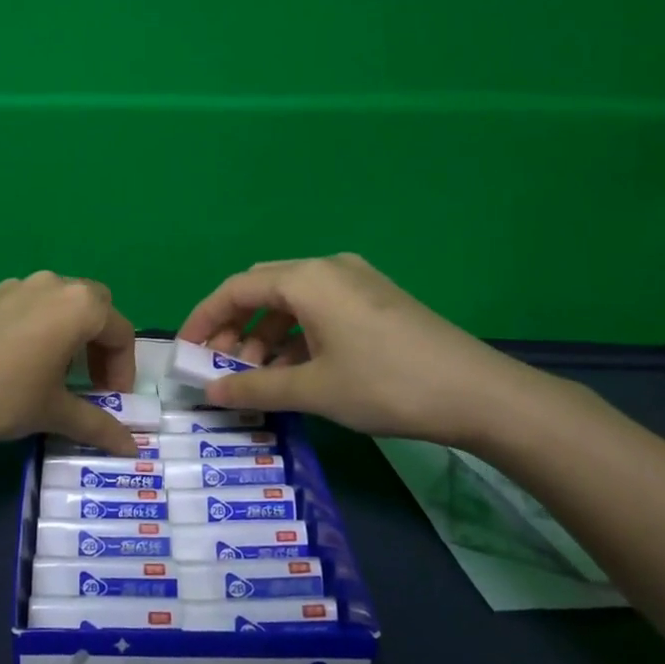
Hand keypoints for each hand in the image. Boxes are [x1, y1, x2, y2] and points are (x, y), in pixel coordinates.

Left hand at [0, 271, 140, 452]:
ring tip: (54, 373)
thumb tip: (132, 448)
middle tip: (91, 382)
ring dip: (69, 333)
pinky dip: (37, 328)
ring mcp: (16, 285)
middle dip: (101, 344)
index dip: (124, 370)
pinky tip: (16, 363)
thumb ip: (98, 425)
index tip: (113, 400)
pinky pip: (26, 307)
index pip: (121, 333)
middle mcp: (52, 285)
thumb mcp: (54, 413)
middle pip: (94, 306)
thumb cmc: (2, 396)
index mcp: (78, 306)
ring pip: (59, 303)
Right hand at [177, 253, 543, 446]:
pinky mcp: (375, 299)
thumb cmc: (386, 384)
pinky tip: (294, 369)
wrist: (479, 393)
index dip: (203, 319)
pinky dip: (296, 335)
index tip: (185, 351)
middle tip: (218, 366)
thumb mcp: (314, 390)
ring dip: (266, 335)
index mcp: (307, 279)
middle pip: (261, 289)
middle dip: (234, 327)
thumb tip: (209, 394)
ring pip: (291, 301)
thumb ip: (255, 388)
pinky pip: (319, 309)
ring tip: (256, 375)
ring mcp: (356, 281)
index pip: (235, 290)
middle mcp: (327, 268)